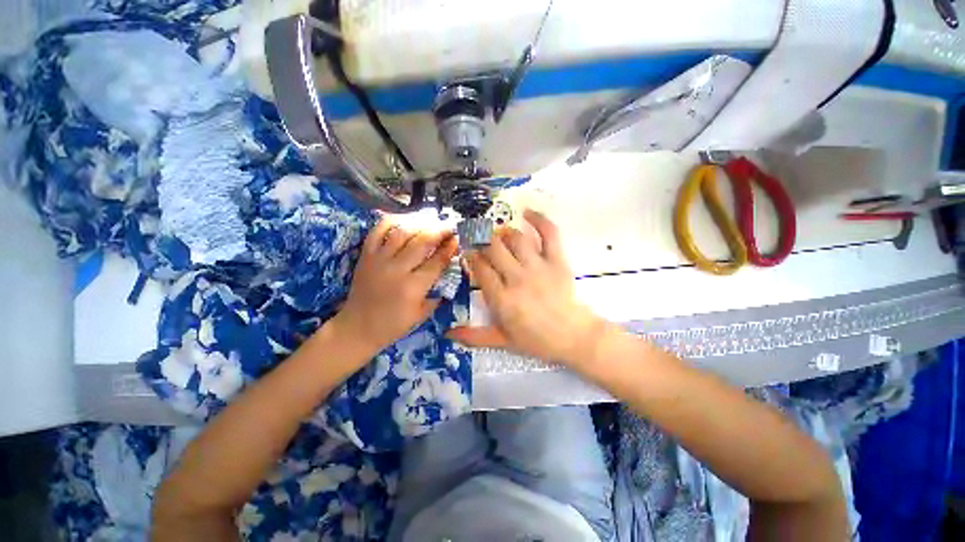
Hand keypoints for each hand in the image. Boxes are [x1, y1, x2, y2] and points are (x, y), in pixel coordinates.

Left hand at [332, 219, 458, 353]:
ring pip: (401, 232)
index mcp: (412, 288)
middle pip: (421, 242)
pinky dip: (393, 220)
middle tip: (449, 224)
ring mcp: (378, 260)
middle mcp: (396, 270)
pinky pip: (378, 230)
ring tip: (432, 217)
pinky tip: (406, 218)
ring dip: (419, 222)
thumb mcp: (421, 314)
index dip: (449, 248)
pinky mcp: (366, 255)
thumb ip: (437, 293)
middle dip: (439, 230)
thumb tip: (448, 272)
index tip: (457, 238)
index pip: (436, 262)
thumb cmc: (393, 325)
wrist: (357, 327)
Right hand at [447, 210, 606, 366]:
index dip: (472, 257)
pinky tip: (526, 213)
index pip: (480, 269)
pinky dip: (539, 219)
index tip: (469, 253)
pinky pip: (549, 234)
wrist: (573, 336)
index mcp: (502, 299)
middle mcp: (517, 279)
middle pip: (494, 249)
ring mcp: (538, 267)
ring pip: (515, 239)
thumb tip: (447, 333)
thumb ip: (474, 336)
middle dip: (482, 240)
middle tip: (478, 238)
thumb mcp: (502, 340)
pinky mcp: (557, 261)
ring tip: (499, 234)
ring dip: (503, 233)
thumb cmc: (536, 340)